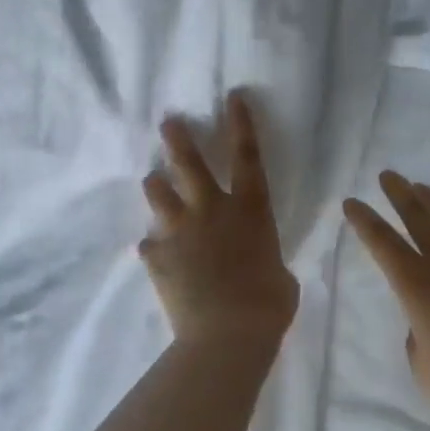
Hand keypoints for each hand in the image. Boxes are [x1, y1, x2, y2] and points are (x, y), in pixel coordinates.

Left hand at [141, 91, 299, 348]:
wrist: (227, 333)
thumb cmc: (269, 303)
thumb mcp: (279, 274)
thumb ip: (264, 257)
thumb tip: (258, 263)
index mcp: (250, 209)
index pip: (248, 156)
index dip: (241, 124)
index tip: (232, 97)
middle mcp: (212, 210)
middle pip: (189, 163)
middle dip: (178, 138)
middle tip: (168, 122)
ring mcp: (180, 230)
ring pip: (158, 192)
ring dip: (157, 186)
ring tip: (155, 183)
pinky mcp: (156, 256)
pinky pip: (151, 244)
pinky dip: (156, 247)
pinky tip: (159, 258)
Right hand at [343, 172, 429, 430]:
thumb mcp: (423, 368)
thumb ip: (418, 337)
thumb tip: (428, 321)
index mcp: (416, 283)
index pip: (381, 241)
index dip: (363, 220)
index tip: (351, 203)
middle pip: (417, 212)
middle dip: (398, 191)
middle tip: (388, 176)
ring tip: (423, 188)